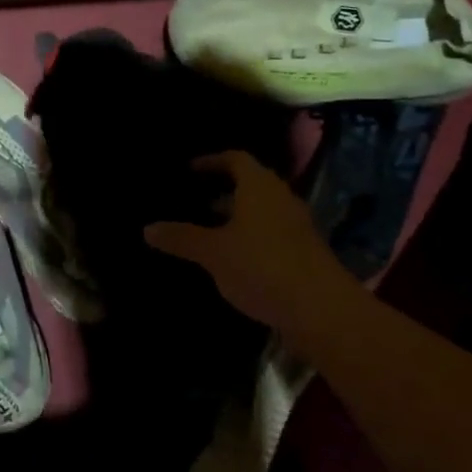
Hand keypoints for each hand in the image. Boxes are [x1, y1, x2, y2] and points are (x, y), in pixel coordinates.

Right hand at [143, 150, 346, 326]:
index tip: (190, 170)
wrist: (324, 312)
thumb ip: (181, 237)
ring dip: (237, 216)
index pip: (235, 159)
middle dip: (222, 191)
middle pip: (250, 184)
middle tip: (194, 201)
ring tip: (208, 231)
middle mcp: (281, 199)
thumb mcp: (212, 252)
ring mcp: (297, 227)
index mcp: (259, 187)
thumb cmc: (262, 267)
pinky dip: (251, 237)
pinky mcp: (305, 254)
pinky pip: (271, 234)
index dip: (212, 161)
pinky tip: (233, 259)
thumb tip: (147, 228)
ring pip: (261, 211)